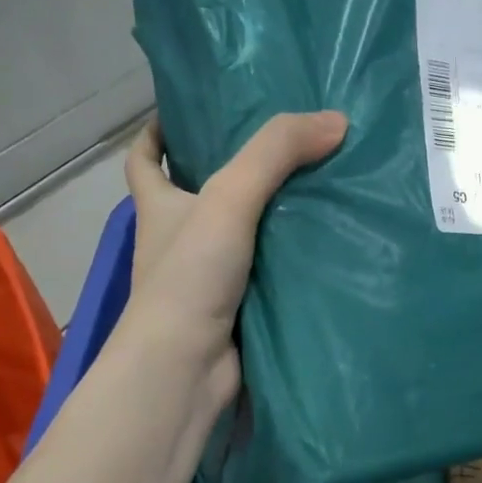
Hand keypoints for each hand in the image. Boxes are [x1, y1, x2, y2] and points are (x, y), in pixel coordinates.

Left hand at [122, 111, 347, 406]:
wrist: (186, 367)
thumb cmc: (190, 277)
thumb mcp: (229, 199)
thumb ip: (276, 153)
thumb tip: (337, 121)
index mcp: (160, 207)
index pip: (145, 160)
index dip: (157, 134)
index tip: (187, 115)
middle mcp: (179, 240)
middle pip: (201, 194)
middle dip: (234, 172)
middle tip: (286, 147)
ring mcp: (208, 278)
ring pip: (242, 236)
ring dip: (273, 218)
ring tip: (322, 187)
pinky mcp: (238, 309)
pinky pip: (268, 274)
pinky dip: (291, 261)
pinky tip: (327, 245)